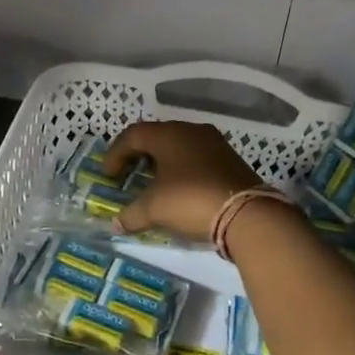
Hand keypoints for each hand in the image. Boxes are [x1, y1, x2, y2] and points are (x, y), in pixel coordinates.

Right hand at [104, 120, 263, 242]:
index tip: (108, 175)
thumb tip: (116, 224)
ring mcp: (213, 143)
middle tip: (126, 174)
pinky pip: (195, 157)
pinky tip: (178, 189)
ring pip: (178, 146)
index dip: (115, 154)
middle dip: (137, 155)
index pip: (133, 135)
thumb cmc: (191, 200)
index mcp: (168, 134)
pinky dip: (180, 169)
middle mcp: (190, 131)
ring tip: (151, 183)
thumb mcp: (155, 209)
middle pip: (156, 137)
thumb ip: (131, 214)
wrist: (247, 214)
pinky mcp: (229, 159)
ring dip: (161, 162)